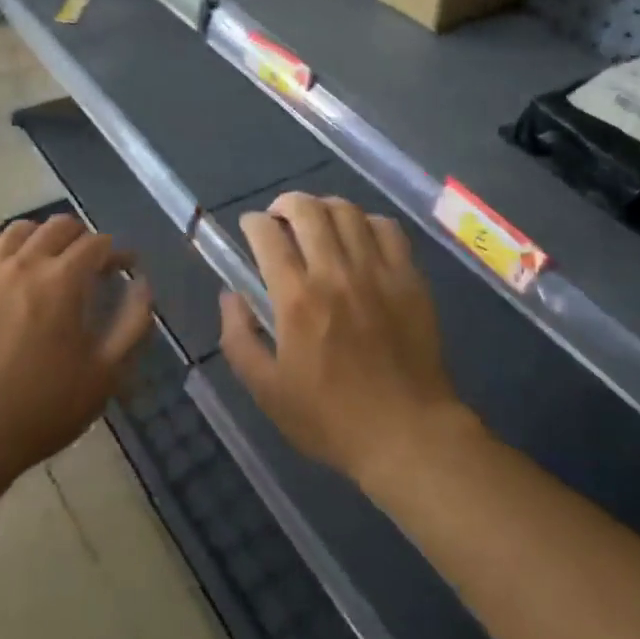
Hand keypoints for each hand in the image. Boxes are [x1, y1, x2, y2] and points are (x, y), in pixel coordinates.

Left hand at [0, 215, 151, 477]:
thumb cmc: (43, 407)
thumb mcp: (106, 374)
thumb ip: (133, 324)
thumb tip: (143, 284)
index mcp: (64, 280)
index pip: (97, 243)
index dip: (117, 252)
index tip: (125, 268)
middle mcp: (25, 264)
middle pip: (59, 225)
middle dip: (82, 236)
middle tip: (89, 260)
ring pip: (18, 229)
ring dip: (41, 235)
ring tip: (47, 257)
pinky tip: (3, 261)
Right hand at [220, 194, 469, 486]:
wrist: (407, 435)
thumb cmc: (331, 418)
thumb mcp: (267, 391)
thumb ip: (238, 339)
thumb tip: (230, 295)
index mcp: (297, 299)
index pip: (268, 235)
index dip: (254, 222)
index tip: (251, 228)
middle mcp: (336, 273)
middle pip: (308, 209)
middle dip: (286, 203)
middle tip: (280, 217)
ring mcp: (377, 272)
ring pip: (347, 211)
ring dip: (324, 207)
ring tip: (318, 222)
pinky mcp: (409, 278)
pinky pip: (387, 228)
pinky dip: (367, 222)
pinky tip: (360, 237)